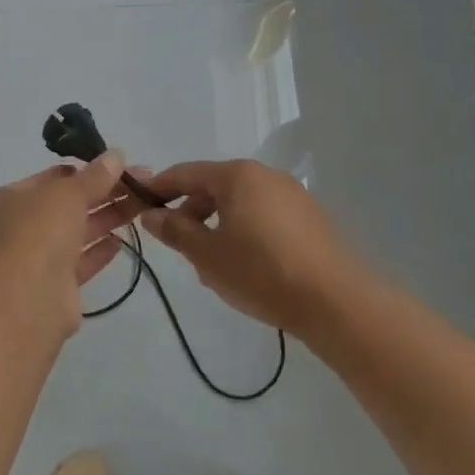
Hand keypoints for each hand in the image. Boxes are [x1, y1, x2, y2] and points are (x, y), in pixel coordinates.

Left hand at [0, 153, 141, 333]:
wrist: (27, 300)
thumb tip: (116, 155)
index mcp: (10, 199)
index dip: (85, 170)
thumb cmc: (38, 233)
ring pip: (76, 233)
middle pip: (68, 205)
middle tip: (143, 184)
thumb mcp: (68, 193)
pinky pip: (80, 262)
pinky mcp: (55, 287)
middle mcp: (19, 227)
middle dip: (104, 193)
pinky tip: (121, 242)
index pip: (51, 178)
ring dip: (107, 219)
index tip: (118, 166)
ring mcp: (36, 259)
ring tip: (141, 206)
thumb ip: (95, 176)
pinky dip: (99, 251)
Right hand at [137, 159, 358, 337]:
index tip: (139, 205)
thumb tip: (151, 215)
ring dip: (218, 224)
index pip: (186, 173)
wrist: (335, 302)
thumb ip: (175, 231)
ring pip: (240, 203)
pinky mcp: (311, 219)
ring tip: (211, 261)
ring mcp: (293, 195)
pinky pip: (264, 216)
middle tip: (177, 244)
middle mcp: (266, 175)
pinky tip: (246, 264)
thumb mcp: (207, 254)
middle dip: (191, 211)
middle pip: (215, 186)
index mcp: (238, 175)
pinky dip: (245, 230)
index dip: (159, 188)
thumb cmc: (260, 271)